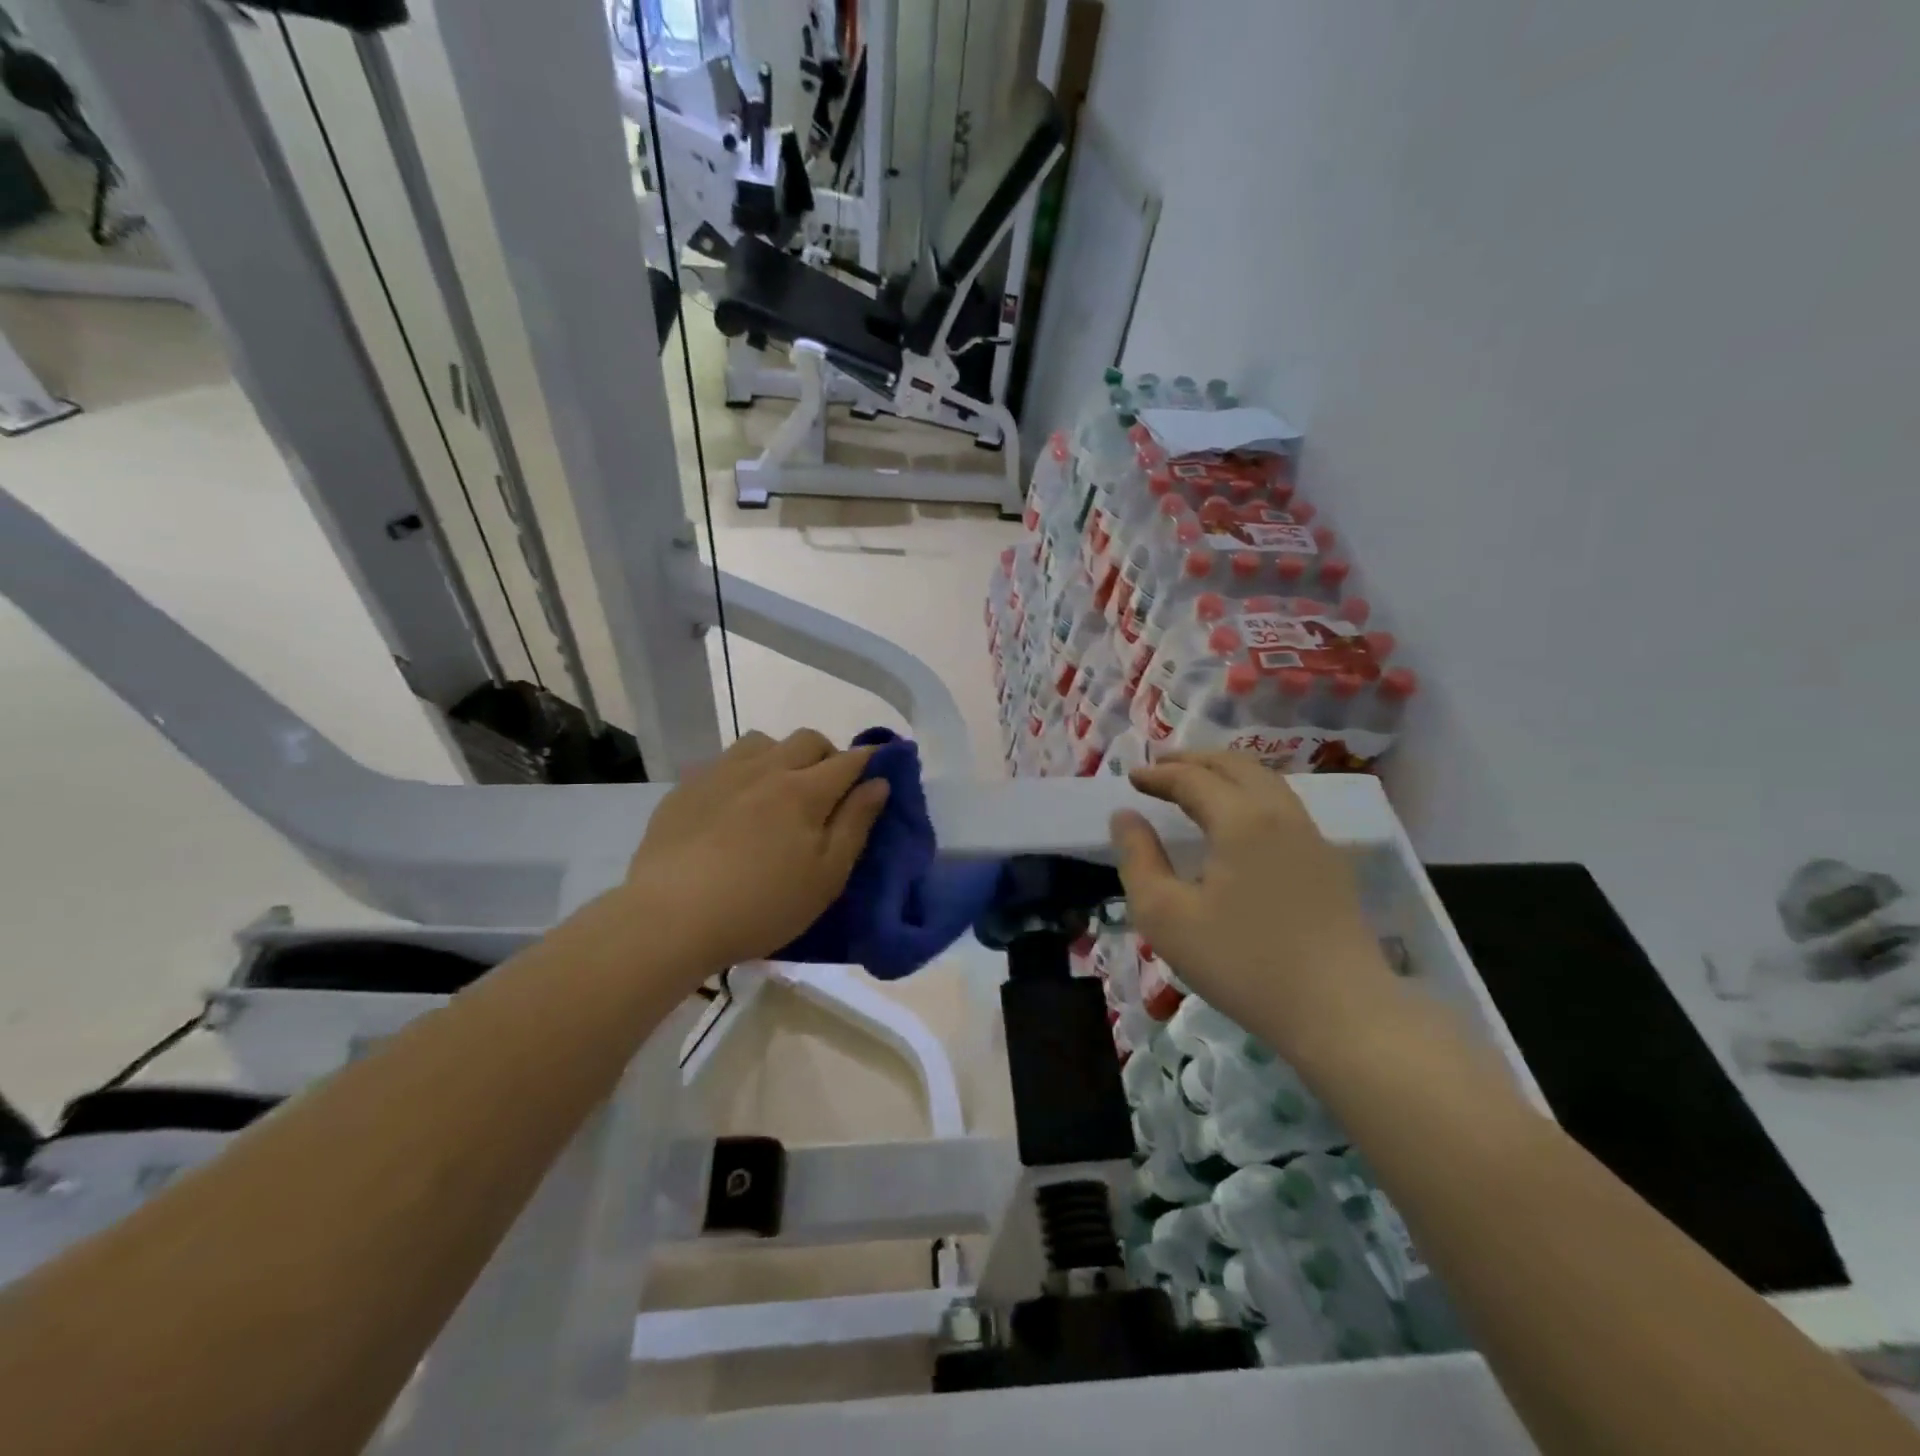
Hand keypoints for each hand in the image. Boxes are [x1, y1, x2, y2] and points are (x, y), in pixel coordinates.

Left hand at [626, 729, 889, 969]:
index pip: (849, 760)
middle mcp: (766, 768)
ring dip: (782, 755)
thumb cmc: (762, 905)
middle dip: (828, 755)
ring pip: (763, 741)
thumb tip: (879, 782)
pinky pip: (725, 761)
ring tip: (778, 790)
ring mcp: (722, 773)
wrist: (671, 917)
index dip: (870, 760)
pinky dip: (743, 770)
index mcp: (805, 790)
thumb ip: (856, 824)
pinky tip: (735, 804)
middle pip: (808, 739)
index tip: (880, 768)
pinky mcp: (687, 786)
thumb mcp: (826, 876)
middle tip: (827, 790)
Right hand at [1109, 752, 1396, 1064]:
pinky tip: (1240, 821)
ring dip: (1226, 774)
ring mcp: (1312, 836)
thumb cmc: (1242, 963)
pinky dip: (1251, 794)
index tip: (1132, 778)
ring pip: (1266, 782)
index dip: (1159, 775)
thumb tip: (1125, 816)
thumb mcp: (1166, 917)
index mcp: (1241, 819)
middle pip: (1236, 766)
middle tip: (1162, 767)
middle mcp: (1281, 813)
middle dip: (1195, 760)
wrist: (1340, 1012)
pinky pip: (1283, 806)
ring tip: (1198, 784)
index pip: (1193, 779)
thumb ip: (1138, 859)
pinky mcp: (1329, 862)